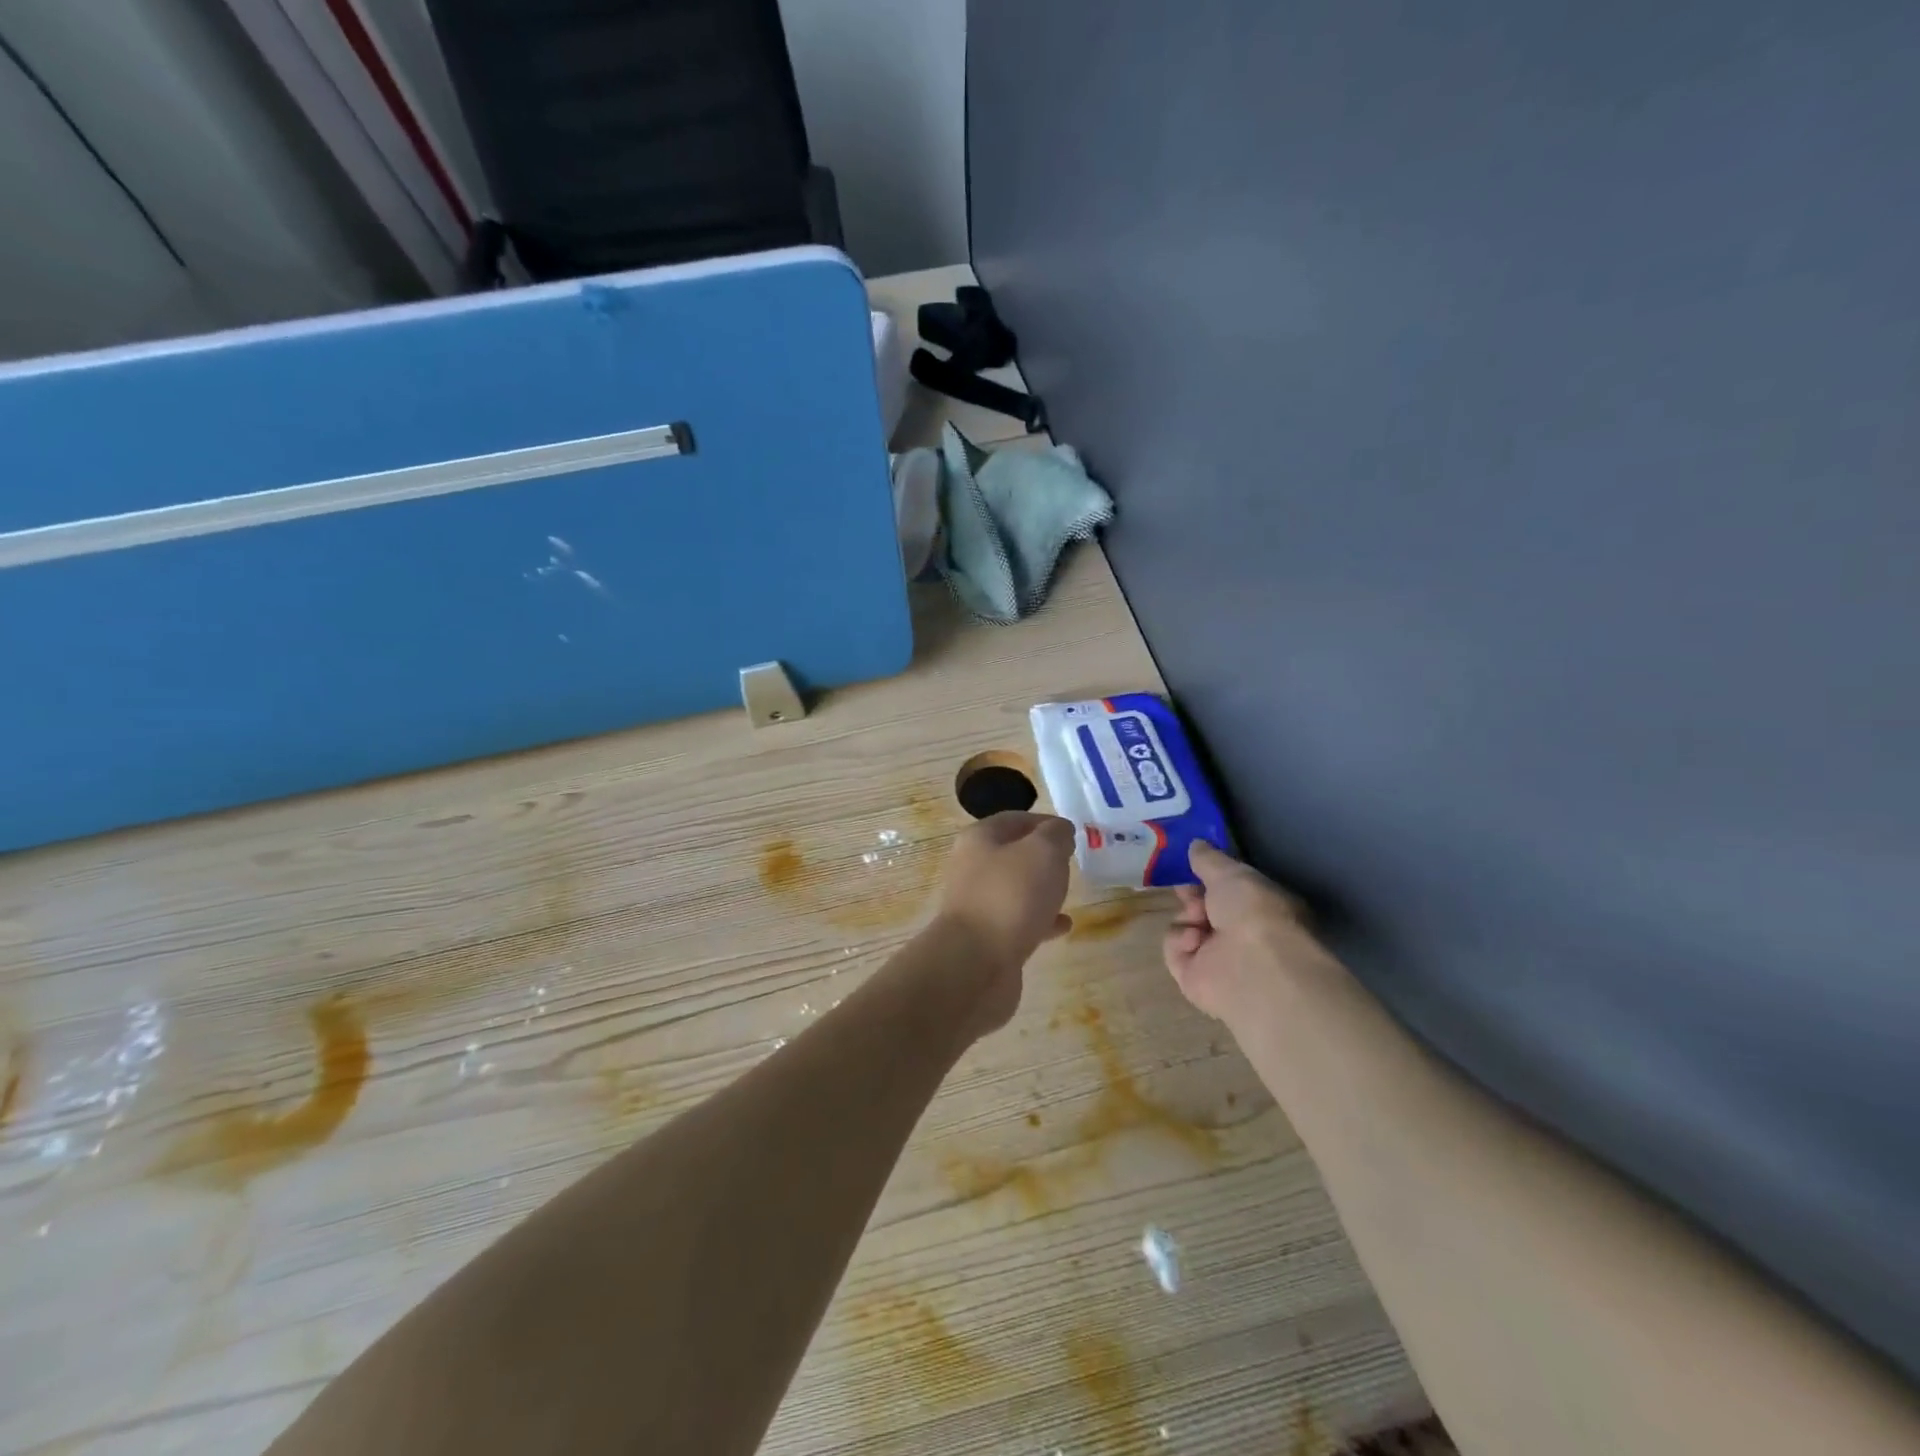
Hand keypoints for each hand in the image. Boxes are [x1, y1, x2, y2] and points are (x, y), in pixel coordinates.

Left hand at [933, 811, 1075, 970]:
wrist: (976, 964)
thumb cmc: (1010, 896)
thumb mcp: (1043, 852)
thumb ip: (1056, 835)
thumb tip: (1059, 831)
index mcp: (979, 839)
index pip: (1015, 819)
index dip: (1044, 822)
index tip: (1072, 832)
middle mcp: (973, 868)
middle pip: (1013, 854)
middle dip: (1043, 857)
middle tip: (1072, 862)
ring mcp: (978, 905)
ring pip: (1015, 889)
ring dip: (1040, 889)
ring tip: (1069, 892)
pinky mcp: (987, 938)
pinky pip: (1018, 921)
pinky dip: (1040, 921)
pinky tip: (1063, 926)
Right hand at [1164, 841, 1330, 1019]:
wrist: (1254, 965)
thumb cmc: (1254, 912)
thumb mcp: (1232, 873)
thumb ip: (1210, 859)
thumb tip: (1196, 845)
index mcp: (1258, 909)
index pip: (1227, 891)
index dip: (1208, 878)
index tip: (1192, 866)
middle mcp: (1238, 935)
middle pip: (1202, 908)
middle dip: (1192, 897)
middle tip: (1187, 892)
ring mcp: (1215, 959)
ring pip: (1185, 925)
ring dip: (1188, 917)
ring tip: (1199, 920)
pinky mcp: (1192, 978)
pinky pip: (1174, 950)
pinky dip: (1181, 941)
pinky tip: (1195, 941)